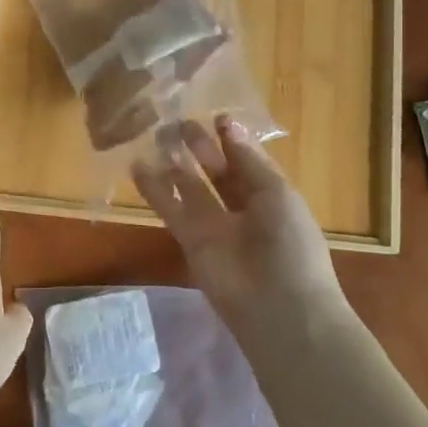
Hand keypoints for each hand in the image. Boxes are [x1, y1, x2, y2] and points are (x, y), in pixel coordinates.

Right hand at [133, 117, 346, 331]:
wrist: (280, 308)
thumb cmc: (291, 244)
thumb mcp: (277, 193)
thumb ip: (248, 159)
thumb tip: (226, 122)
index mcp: (271, 196)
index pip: (247, 161)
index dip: (231, 140)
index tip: (215, 117)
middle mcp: (242, 209)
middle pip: (217, 172)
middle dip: (200, 147)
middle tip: (178, 122)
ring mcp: (215, 226)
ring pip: (190, 188)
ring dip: (175, 163)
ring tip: (155, 135)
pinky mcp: (190, 241)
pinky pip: (171, 210)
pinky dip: (154, 190)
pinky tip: (137, 166)